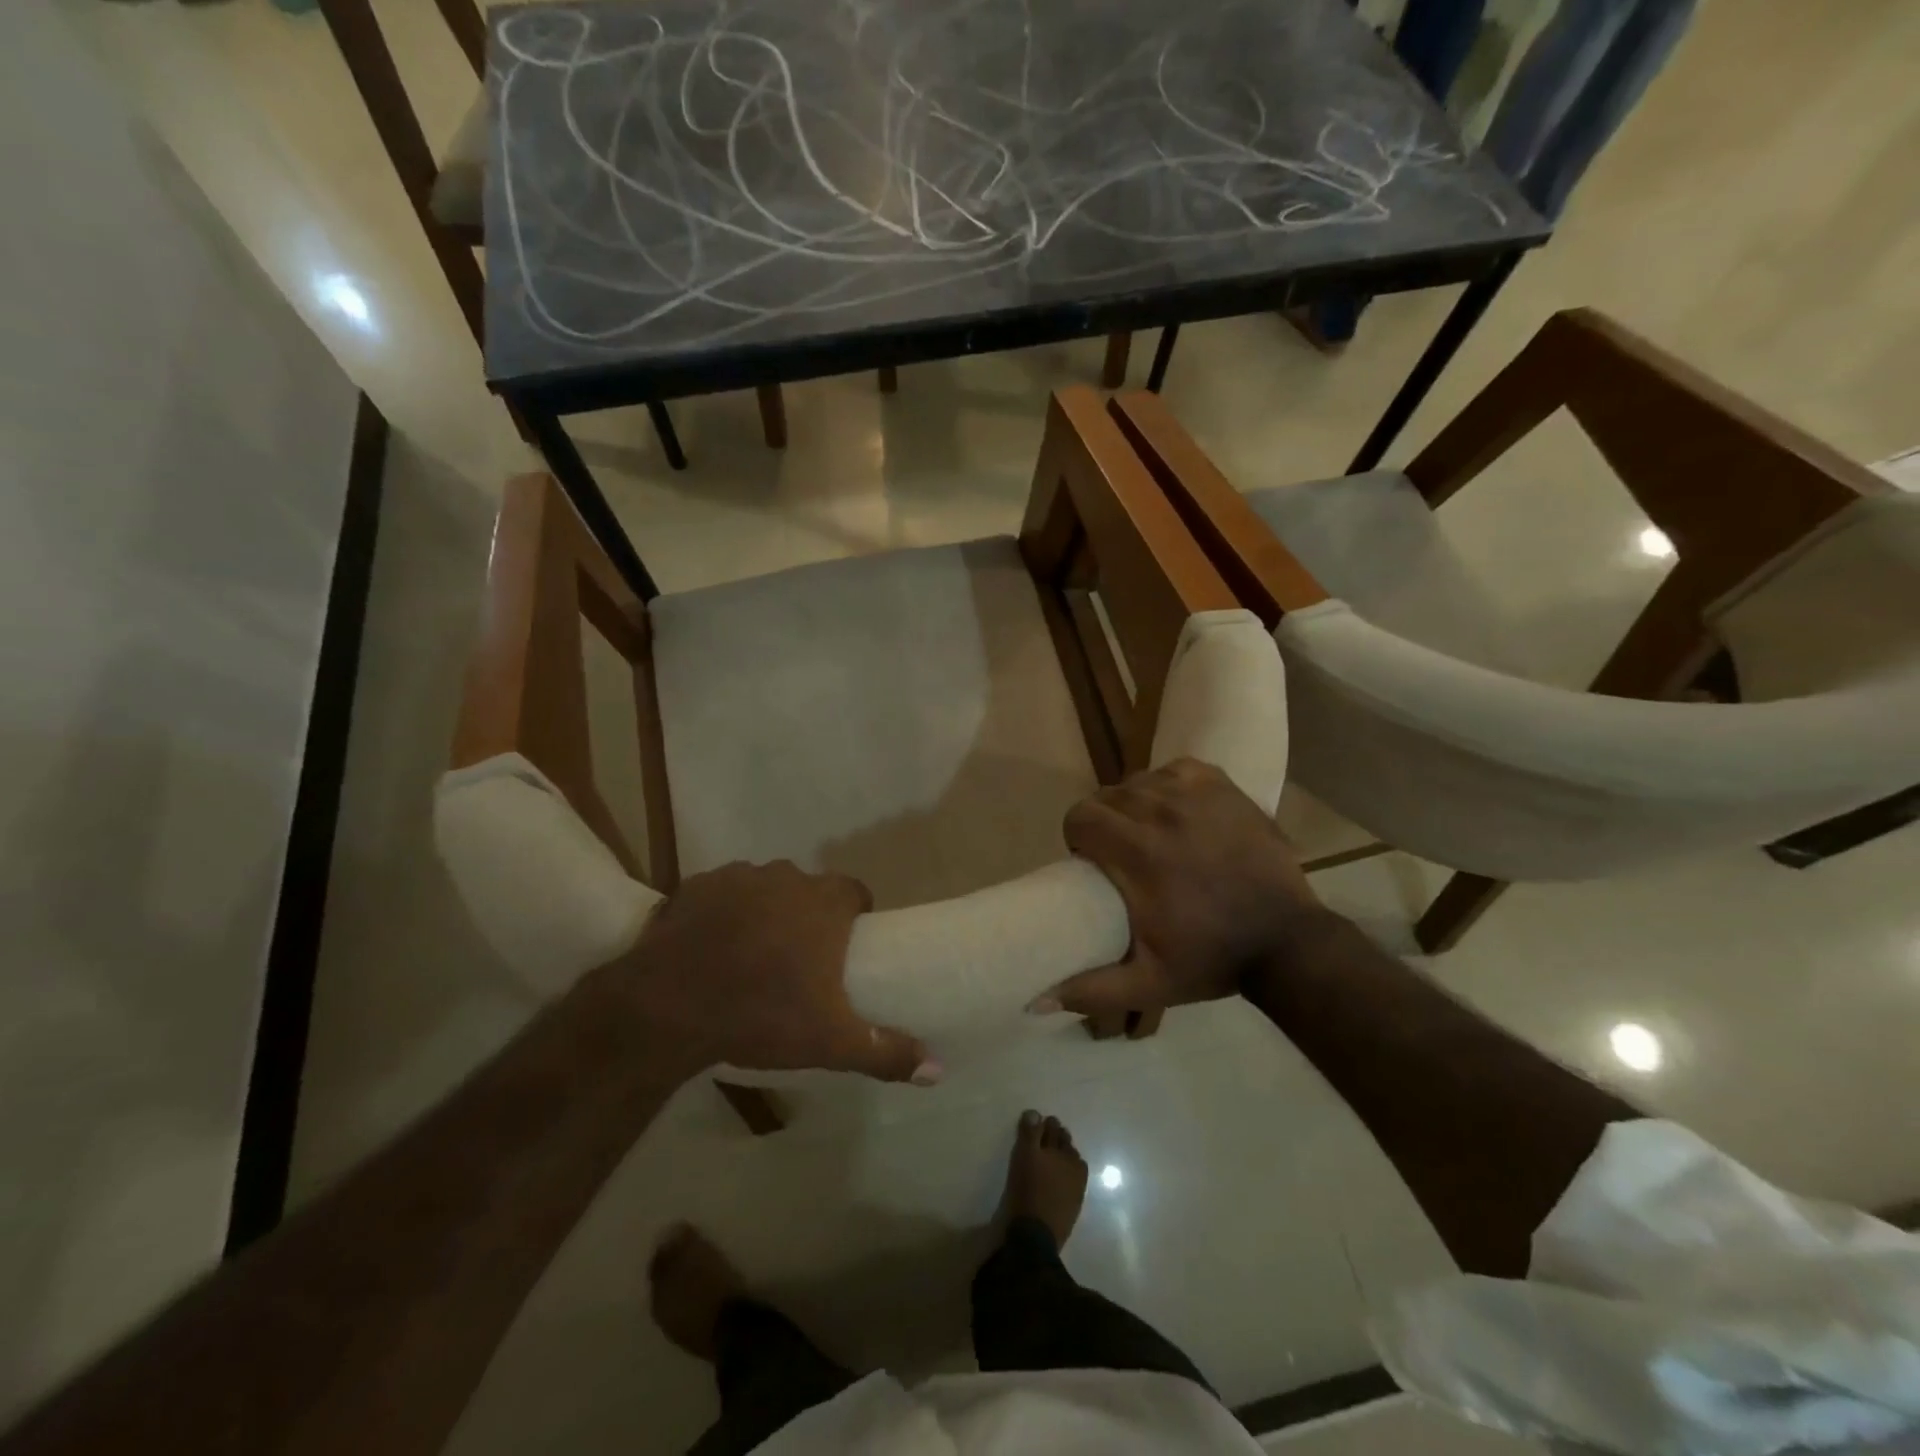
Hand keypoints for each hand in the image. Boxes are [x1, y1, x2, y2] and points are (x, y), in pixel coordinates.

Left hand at [610, 861, 939, 1084]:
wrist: (668, 1006)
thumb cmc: (761, 1014)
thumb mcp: (830, 1041)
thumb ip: (886, 1051)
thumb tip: (937, 1070)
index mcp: (825, 903)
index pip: (855, 893)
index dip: (854, 916)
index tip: (844, 949)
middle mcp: (788, 877)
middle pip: (809, 891)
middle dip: (807, 917)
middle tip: (797, 961)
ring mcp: (740, 876)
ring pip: (765, 890)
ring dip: (765, 912)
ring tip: (751, 955)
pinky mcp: (698, 885)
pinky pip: (722, 893)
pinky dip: (723, 912)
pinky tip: (711, 946)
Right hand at [1046, 759, 1323, 1016]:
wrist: (1287, 941)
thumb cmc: (1212, 959)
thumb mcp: (1148, 983)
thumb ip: (1091, 990)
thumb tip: (1036, 1002)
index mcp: (1136, 851)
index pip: (1080, 816)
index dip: (1079, 837)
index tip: (1093, 862)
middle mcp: (1160, 810)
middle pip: (1106, 796)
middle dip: (1104, 822)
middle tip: (1122, 853)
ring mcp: (1195, 793)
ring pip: (1139, 781)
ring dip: (1135, 804)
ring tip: (1151, 834)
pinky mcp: (1223, 786)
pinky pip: (1176, 770)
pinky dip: (1169, 786)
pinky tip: (1179, 812)